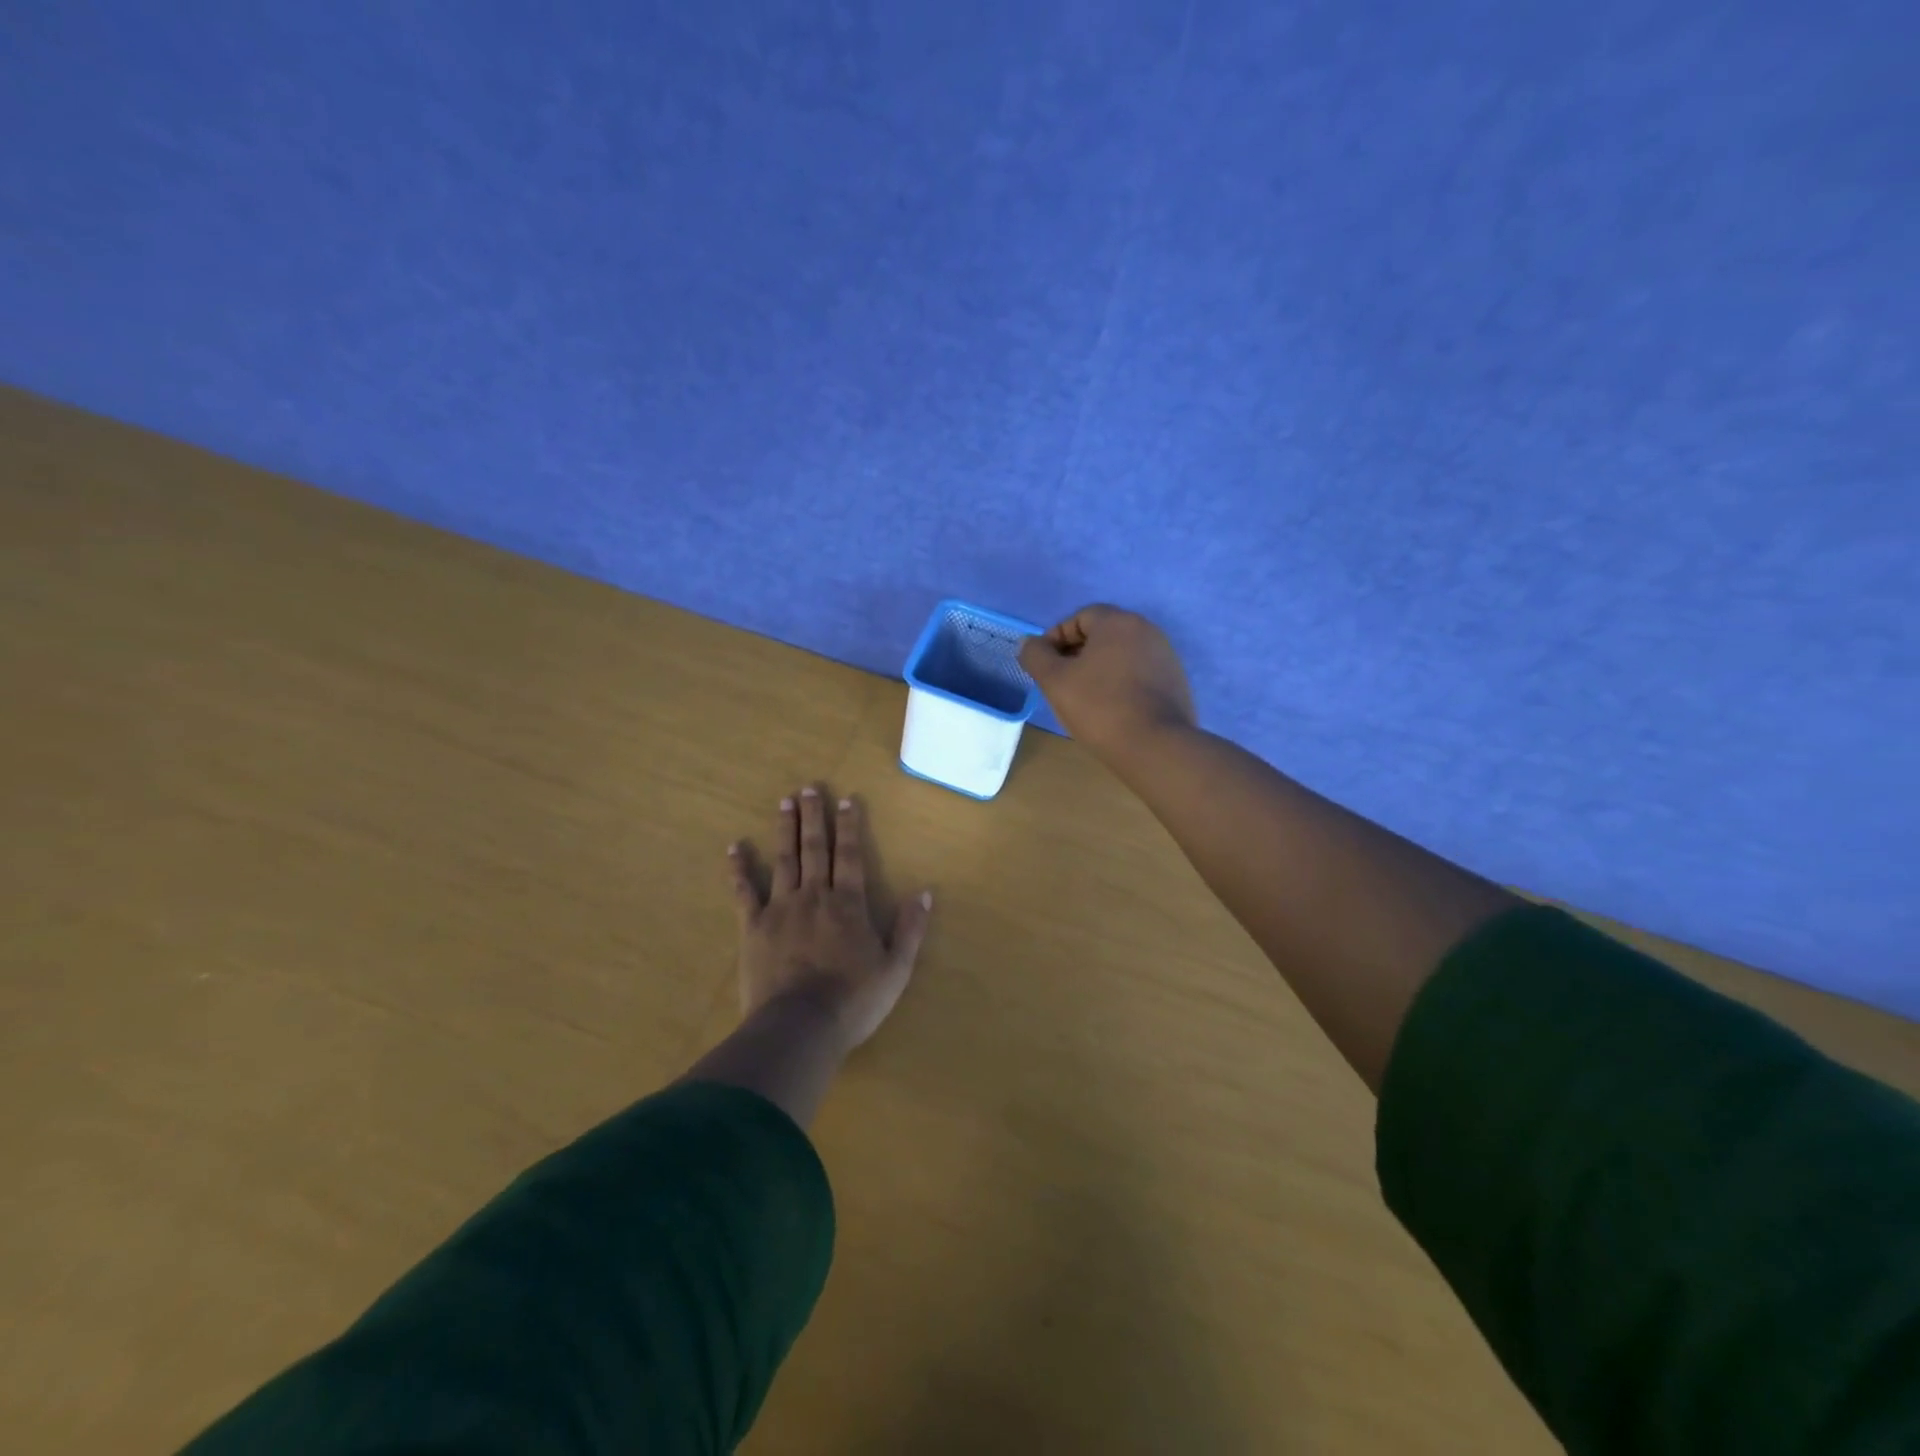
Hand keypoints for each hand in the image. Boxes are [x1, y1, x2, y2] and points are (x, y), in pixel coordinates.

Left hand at [727, 785, 933, 1054]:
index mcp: (848, 904)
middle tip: (809, 788)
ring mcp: (781, 909)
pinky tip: (734, 847)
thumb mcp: (895, 969)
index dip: (850, 826)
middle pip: (815, 848)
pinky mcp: (753, 927)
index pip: (851, 856)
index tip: (847, 799)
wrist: (799, 1027)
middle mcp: (815, 896)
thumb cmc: (853, 1001)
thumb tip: (925, 892)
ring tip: (784, 802)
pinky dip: (739, 869)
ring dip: (785, 829)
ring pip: (784, 860)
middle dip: (814, 816)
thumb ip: (910, 929)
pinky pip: (744, 892)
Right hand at [1019, 605, 1197, 760]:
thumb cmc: (1100, 707)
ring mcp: (1165, 656)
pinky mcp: (1175, 682)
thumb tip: (1029, 643)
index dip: (1056, 638)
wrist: (1155, 747)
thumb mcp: (1055, 681)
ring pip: (1121, 655)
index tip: (1045, 666)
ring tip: (1084, 699)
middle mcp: (1146, 630)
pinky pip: (1139, 674)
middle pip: (1102, 635)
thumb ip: (1036, 655)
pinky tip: (1111, 709)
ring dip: (1099, 670)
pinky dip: (1121, 683)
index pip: (1079, 617)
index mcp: (1118, 622)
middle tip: (1060, 683)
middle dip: (1077, 654)